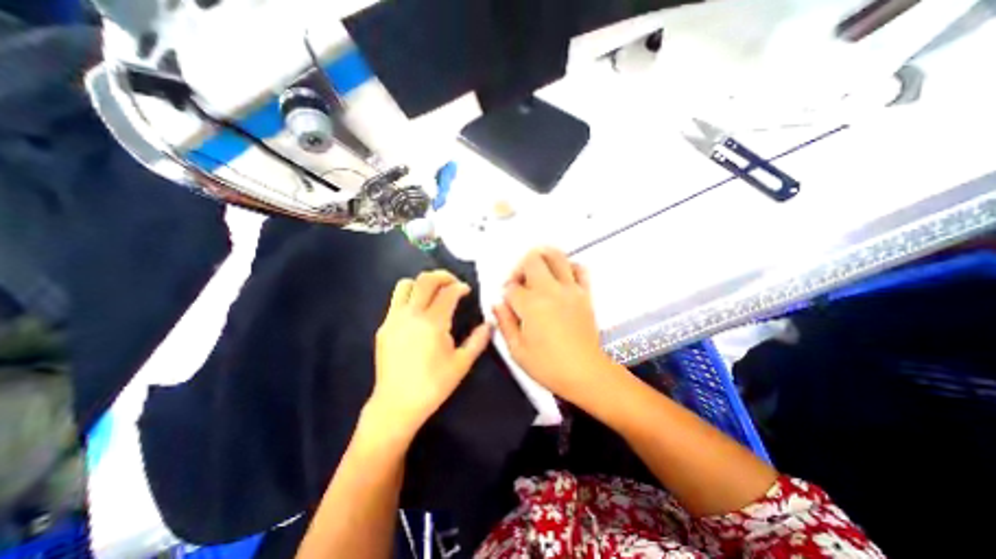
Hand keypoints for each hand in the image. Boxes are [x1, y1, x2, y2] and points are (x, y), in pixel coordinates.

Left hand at [370, 272, 493, 435]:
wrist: (397, 404)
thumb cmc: (433, 385)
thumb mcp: (462, 364)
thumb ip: (478, 340)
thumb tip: (489, 324)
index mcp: (433, 323)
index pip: (448, 292)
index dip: (460, 287)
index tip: (466, 291)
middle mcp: (412, 314)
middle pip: (426, 280)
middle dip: (443, 276)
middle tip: (453, 284)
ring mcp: (394, 319)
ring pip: (406, 285)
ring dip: (422, 284)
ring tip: (433, 293)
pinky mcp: (384, 327)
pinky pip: (396, 301)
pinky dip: (409, 296)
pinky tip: (418, 311)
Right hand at [492, 248, 610, 406]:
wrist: (586, 373)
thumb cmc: (550, 366)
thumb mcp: (517, 350)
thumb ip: (504, 323)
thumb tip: (498, 306)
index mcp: (531, 305)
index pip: (511, 287)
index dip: (505, 293)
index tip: (507, 302)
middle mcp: (550, 291)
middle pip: (531, 260)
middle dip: (520, 267)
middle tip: (519, 281)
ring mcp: (570, 290)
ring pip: (556, 256)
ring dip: (543, 258)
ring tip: (537, 270)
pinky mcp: (585, 294)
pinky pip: (580, 269)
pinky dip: (569, 266)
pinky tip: (562, 276)